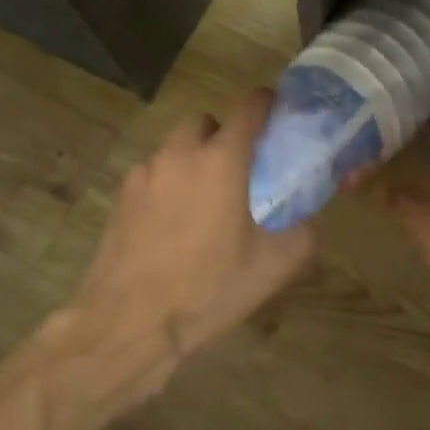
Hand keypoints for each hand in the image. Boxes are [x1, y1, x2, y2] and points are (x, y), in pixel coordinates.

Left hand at [72, 90, 313, 367]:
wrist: (128, 326)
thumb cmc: (207, 290)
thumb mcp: (274, 266)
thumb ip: (303, 229)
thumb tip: (309, 215)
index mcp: (222, 159)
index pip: (249, 106)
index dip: (268, 104)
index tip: (277, 116)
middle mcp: (181, 153)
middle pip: (206, 121)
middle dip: (224, 135)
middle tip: (238, 170)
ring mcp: (145, 173)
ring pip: (175, 147)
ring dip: (192, 159)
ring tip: (202, 202)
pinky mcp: (120, 196)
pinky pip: (152, 175)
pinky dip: (167, 185)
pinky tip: (170, 225)